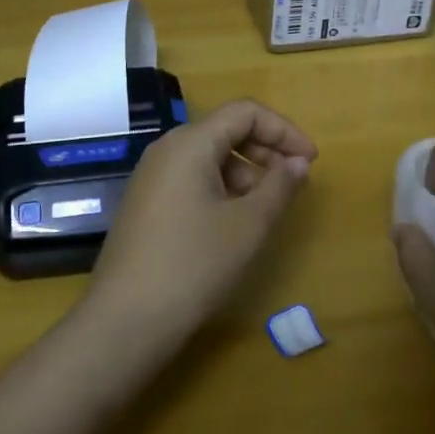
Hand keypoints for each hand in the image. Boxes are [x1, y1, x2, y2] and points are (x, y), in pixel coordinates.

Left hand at [86, 99, 316, 343]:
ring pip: (209, 157)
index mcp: (190, 143)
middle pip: (225, 130)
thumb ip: (279, 186)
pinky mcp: (145, 203)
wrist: (125, 321)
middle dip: (265, 151)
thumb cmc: (193, 265)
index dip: (283, 130)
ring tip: (264, 212)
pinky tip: (232, 224)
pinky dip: (221, 189)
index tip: (309, 161)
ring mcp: (151, 177)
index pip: (245, 112)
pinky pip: (191, 179)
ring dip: (244, 174)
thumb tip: (298, 162)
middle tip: (292, 184)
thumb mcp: (248, 226)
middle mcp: (167, 150)